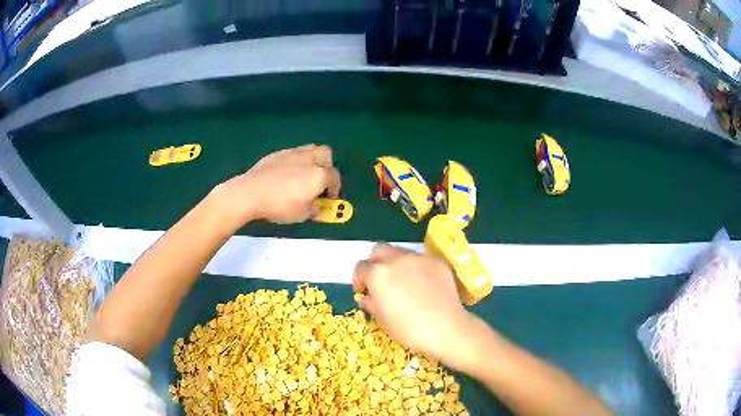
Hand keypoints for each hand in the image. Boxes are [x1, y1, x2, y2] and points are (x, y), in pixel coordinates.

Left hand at [216, 144, 340, 226]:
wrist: (250, 193)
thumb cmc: (279, 206)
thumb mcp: (302, 215)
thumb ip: (314, 209)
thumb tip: (317, 207)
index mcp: (318, 174)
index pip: (335, 177)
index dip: (335, 188)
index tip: (329, 198)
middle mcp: (309, 159)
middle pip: (326, 154)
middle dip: (327, 166)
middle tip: (320, 180)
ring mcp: (292, 153)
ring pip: (310, 150)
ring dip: (312, 161)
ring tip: (304, 175)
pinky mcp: (277, 153)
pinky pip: (293, 154)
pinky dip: (295, 162)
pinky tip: (286, 175)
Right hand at [352, 244, 478, 370]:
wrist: (445, 328)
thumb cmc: (408, 329)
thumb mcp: (382, 320)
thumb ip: (370, 303)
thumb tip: (366, 297)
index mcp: (378, 274)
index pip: (361, 267)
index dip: (359, 279)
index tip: (363, 291)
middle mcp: (396, 259)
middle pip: (379, 250)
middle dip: (375, 263)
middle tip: (380, 280)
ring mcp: (419, 258)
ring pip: (401, 253)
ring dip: (396, 264)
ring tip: (403, 282)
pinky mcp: (437, 261)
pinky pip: (422, 260)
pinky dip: (417, 269)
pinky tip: (424, 285)